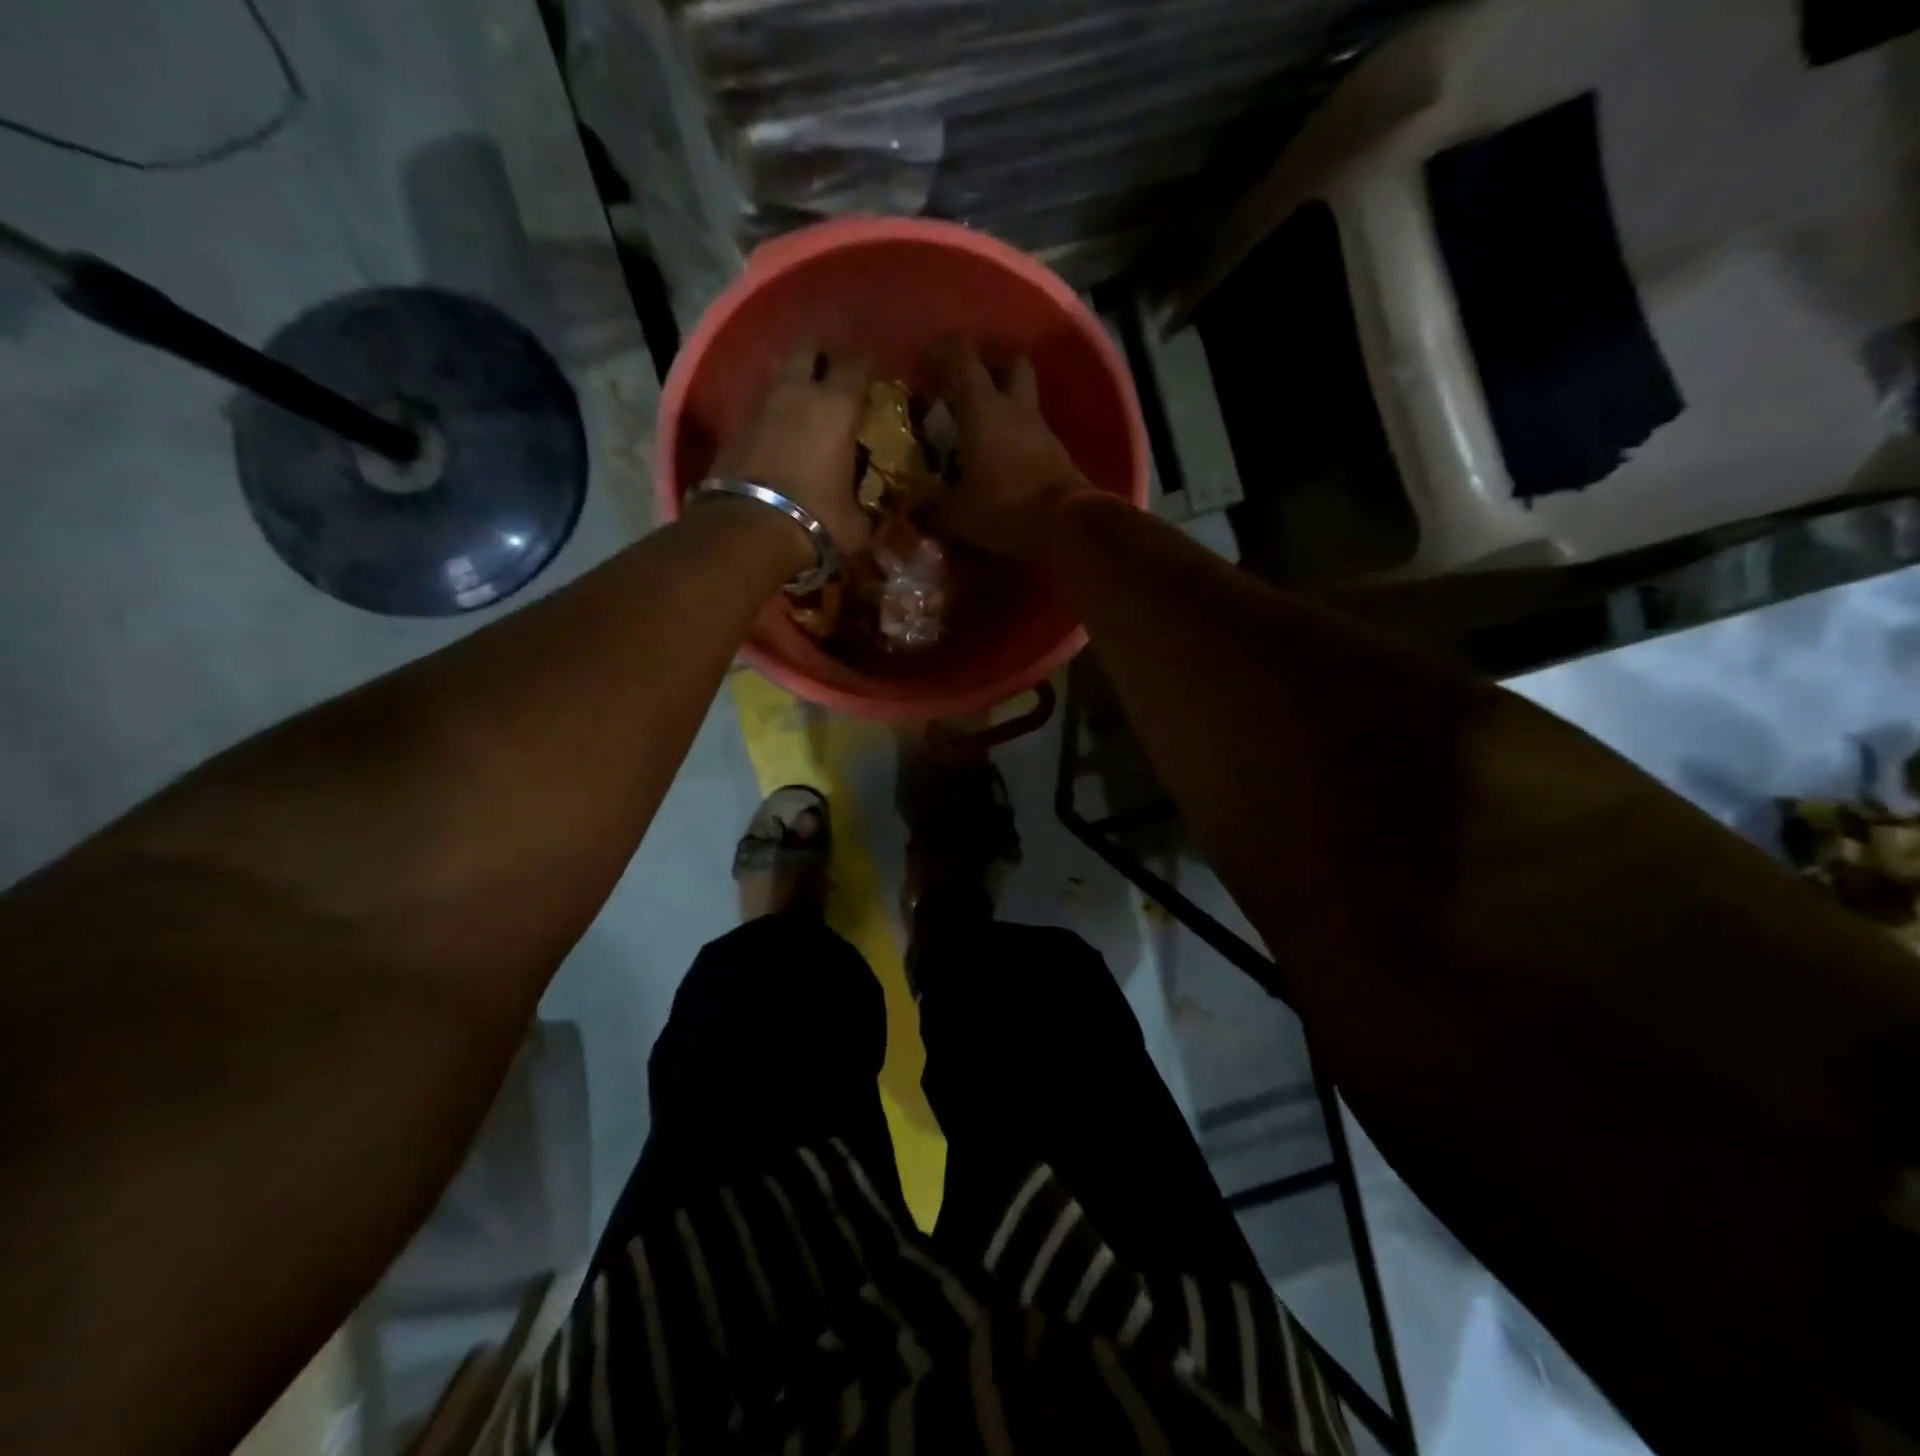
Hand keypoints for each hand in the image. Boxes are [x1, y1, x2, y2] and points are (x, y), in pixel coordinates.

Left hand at [713, 345, 873, 555]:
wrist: (749, 531)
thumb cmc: (816, 520)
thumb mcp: (856, 523)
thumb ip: (868, 508)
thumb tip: (875, 512)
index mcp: (837, 407)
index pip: (856, 364)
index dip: (867, 365)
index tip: (873, 375)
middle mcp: (798, 391)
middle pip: (809, 347)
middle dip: (823, 354)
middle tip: (835, 373)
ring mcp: (761, 404)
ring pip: (780, 371)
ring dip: (793, 379)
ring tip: (806, 399)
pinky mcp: (734, 425)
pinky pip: (760, 403)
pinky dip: (772, 409)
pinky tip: (781, 428)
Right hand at [930, 340, 1092, 561]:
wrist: (1068, 525)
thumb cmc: (1005, 508)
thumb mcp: (959, 516)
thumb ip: (933, 512)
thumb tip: (914, 515)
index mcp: (983, 408)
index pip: (962, 356)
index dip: (942, 351)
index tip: (926, 364)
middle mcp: (1014, 408)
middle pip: (1008, 362)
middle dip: (988, 366)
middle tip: (965, 388)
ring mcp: (1041, 429)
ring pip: (1022, 399)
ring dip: (1003, 408)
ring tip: (979, 433)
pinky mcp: (1057, 454)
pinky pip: (1032, 433)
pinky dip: (1016, 439)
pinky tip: (1002, 462)